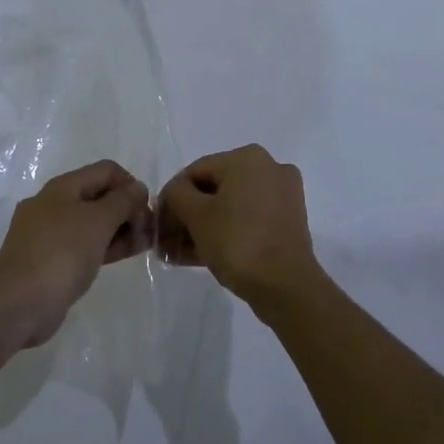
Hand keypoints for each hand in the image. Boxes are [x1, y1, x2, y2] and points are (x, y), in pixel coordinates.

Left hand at [0, 160, 152, 348]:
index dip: (130, 184)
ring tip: (143, 244)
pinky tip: (123, 255)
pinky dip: (105, 246)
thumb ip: (122, 201)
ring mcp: (49, 234)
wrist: (19, 303)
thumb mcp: (98, 221)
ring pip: (92, 222)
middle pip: (98, 195)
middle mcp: (53, 204)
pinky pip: (83, 244)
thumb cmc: (61, 253)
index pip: (105, 171)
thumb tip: (137, 188)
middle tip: (148, 230)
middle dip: (127, 208)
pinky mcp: (50, 260)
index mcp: (62, 187)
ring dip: (119, 229)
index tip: (146, 209)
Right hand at [158, 145, 324, 318]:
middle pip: (213, 189)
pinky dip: (223, 233)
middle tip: (165, 242)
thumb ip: (177, 195)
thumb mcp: (196, 215)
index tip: (156, 224)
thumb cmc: (237, 241)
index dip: (171, 197)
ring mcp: (281, 196)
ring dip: (201, 228)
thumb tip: (175, 193)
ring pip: (230, 207)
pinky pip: (246, 220)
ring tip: (177, 254)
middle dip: (186, 216)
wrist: (286, 286)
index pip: (195, 171)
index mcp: (248, 158)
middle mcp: (269, 169)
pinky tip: (197, 256)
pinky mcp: (286, 222)